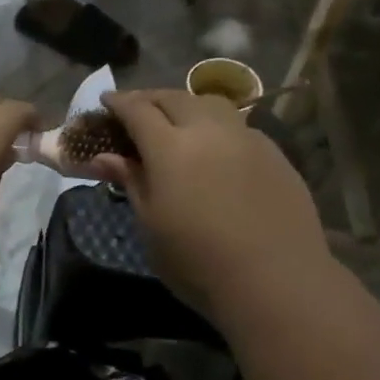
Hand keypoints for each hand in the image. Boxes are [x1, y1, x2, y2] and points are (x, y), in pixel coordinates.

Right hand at [89, 90, 328, 322]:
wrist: (275, 281)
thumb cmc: (197, 262)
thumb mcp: (151, 224)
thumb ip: (131, 182)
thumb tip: (103, 157)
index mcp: (171, 147)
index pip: (137, 110)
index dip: (118, 103)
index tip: (105, 102)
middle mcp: (209, 130)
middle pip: (174, 98)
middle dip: (150, 99)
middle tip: (136, 110)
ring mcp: (247, 138)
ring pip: (211, 104)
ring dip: (186, 106)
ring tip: (177, 121)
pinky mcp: (274, 154)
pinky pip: (238, 126)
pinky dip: (216, 125)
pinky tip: (216, 149)